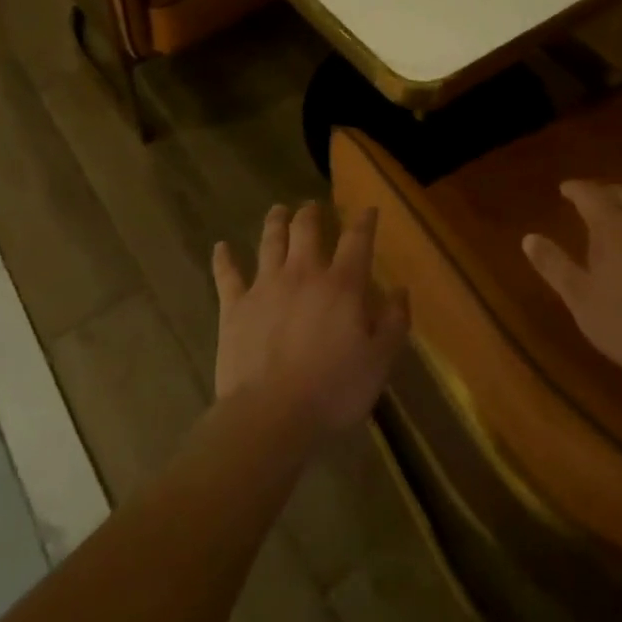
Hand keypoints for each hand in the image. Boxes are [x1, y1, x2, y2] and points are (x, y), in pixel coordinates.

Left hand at [212, 203, 410, 437]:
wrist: (270, 415)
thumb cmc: (333, 391)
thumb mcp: (379, 363)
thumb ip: (393, 323)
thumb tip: (400, 290)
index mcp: (341, 285)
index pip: (357, 241)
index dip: (364, 222)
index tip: (368, 209)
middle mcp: (303, 273)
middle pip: (306, 229)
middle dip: (312, 213)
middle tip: (313, 206)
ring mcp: (265, 286)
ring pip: (270, 241)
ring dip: (275, 222)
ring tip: (278, 210)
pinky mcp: (235, 305)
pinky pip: (227, 274)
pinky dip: (223, 258)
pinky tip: (220, 246)